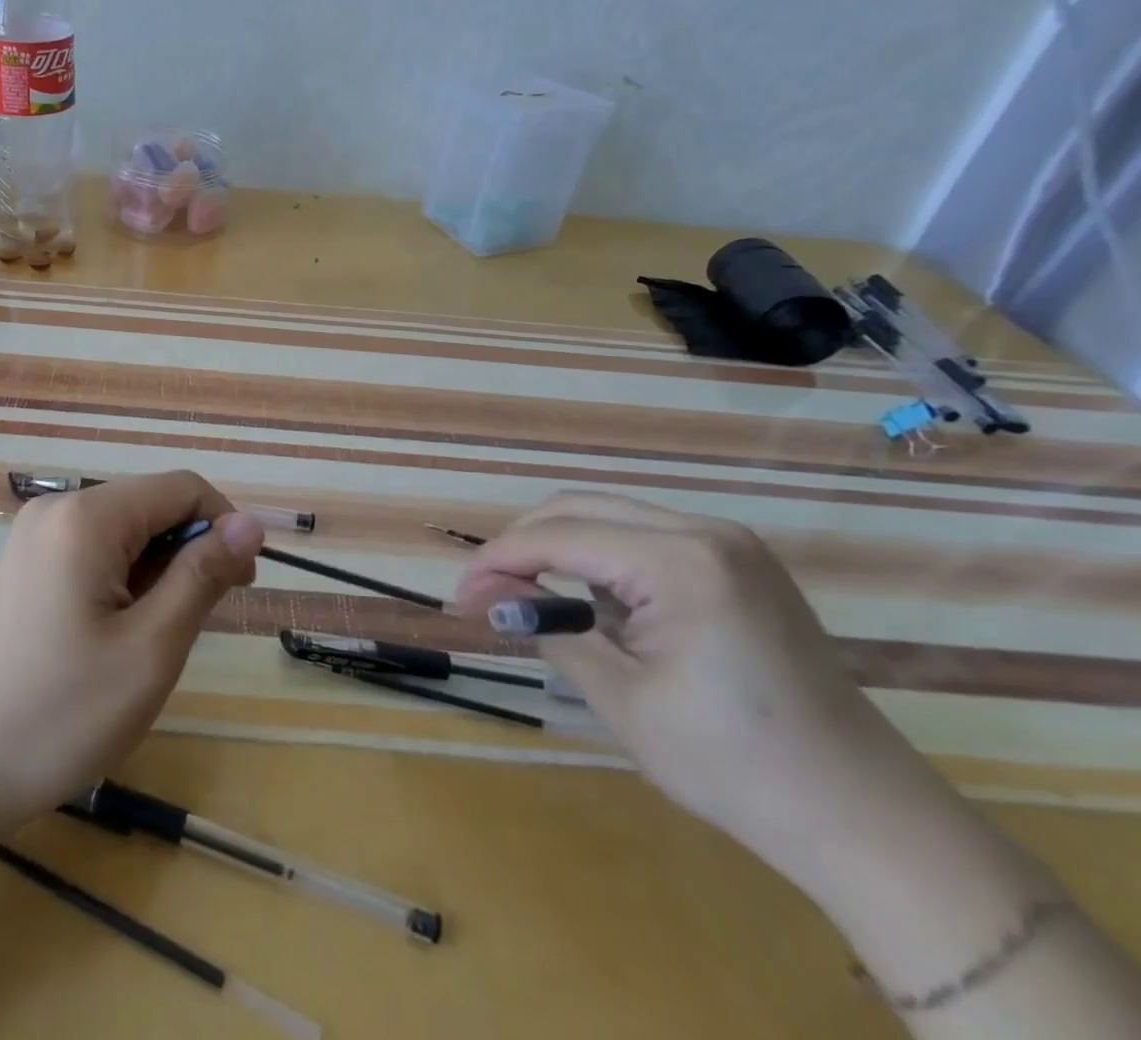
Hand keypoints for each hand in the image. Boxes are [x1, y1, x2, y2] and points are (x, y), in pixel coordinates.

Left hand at [0, 471, 263, 837]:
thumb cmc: (59, 713)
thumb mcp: (150, 648)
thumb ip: (202, 575)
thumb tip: (249, 525)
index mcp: (88, 517)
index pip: (182, 488)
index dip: (224, 527)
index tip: (239, 587)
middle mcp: (57, 510)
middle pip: (150, 505)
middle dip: (188, 552)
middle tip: (196, 624)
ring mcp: (34, 537)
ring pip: (124, 531)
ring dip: (155, 572)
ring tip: (151, 640)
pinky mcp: (23, 566)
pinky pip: (92, 552)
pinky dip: (122, 580)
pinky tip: (114, 634)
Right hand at [454, 492, 942, 880]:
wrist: (866, 819)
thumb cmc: (736, 767)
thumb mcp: (622, 697)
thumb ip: (549, 627)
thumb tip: (486, 594)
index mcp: (681, 562)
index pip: (559, 535)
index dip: (499, 560)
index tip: (460, 594)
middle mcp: (706, 531)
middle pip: (581, 508)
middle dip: (523, 543)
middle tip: (486, 591)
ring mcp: (729, 543)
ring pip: (611, 515)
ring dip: (560, 547)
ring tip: (528, 595)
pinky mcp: (739, 562)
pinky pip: (646, 536)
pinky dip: (602, 557)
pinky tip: (591, 600)